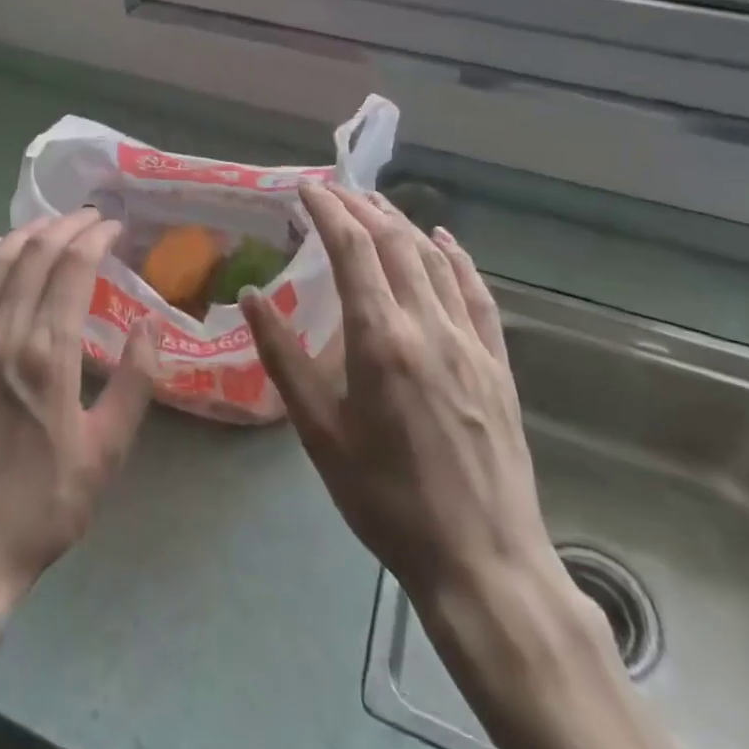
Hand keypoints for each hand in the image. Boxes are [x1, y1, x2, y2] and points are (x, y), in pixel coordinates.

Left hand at [0, 212, 159, 748]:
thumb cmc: (39, 505)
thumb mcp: (105, 454)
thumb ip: (133, 384)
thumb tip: (148, 326)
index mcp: (47, 352)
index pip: (73, 267)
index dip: (95, 237)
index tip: (114, 226)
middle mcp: (4, 330)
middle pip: (35, 252)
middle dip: (66, 225)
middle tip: (90, 217)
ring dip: (26, 232)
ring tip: (51, 223)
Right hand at [243, 185, 688, 748]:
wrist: (481, 560)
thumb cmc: (385, 498)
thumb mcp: (319, 432)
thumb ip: (284, 358)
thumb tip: (251, 296)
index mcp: (381, 340)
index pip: (353, 250)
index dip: (329, 210)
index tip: (306, 188)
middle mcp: (429, 326)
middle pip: (395, 243)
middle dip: (361, 207)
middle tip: (334, 190)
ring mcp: (470, 342)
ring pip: (435, 260)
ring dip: (402, 224)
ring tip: (375, 204)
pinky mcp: (497, 363)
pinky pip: (477, 293)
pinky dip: (457, 258)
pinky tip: (443, 241)